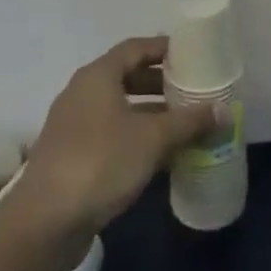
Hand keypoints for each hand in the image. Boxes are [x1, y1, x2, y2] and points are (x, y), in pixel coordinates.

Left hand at [19, 37, 217, 239]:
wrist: (45, 222)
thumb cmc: (101, 163)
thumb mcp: (153, 139)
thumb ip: (189, 121)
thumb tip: (224, 109)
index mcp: (98, 76)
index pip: (135, 47)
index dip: (164, 48)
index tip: (192, 56)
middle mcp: (82, 93)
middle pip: (127, 76)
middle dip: (160, 83)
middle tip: (192, 91)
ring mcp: (74, 126)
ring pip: (120, 109)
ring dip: (150, 114)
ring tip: (184, 124)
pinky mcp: (72, 157)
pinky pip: (111, 135)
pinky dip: (136, 137)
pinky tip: (161, 156)